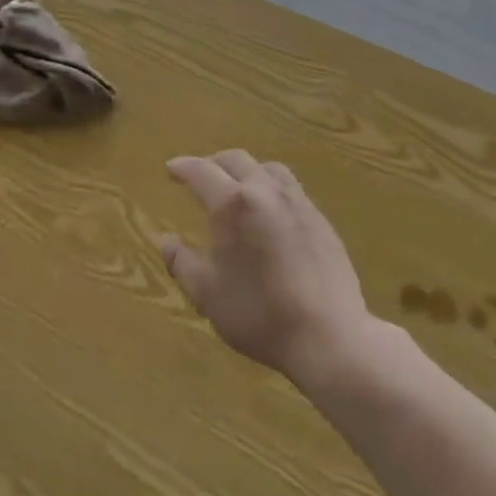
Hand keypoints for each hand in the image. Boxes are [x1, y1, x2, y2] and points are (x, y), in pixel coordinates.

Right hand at [157, 151, 372, 387]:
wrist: (329, 335)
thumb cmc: (259, 314)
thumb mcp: (207, 294)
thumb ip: (182, 263)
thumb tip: (166, 241)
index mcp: (232, 204)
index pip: (201, 171)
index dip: (183, 167)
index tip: (171, 169)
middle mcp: (265, 191)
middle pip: (236, 160)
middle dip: (213, 163)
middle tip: (200, 175)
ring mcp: (297, 202)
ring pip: (267, 168)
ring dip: (246, 170)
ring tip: (237, 187)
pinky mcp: (320, 219)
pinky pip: (290, 188)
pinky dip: (270, 187)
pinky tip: (270, 211)